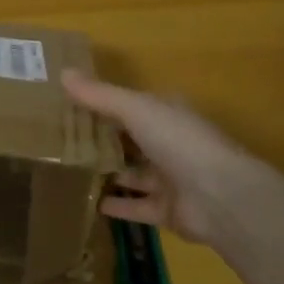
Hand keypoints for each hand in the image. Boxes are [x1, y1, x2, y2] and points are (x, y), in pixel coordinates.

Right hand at [61, 70, 275, 248]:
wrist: (220, 196)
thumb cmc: (179, 141)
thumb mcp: (135, 108)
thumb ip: (99, 95)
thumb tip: (63, 72)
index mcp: (167, 114)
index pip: (133, 105)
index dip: (104, 104)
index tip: (70, 105)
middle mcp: (170, 144)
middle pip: (131, 140)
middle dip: (103, 140)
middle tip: (62, 141)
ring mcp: (171, 179)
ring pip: (133, 174)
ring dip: (109, 173)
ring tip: (70, 172)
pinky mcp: (168, 211)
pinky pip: (136, 207)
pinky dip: (116, 206)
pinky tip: (89, 203)